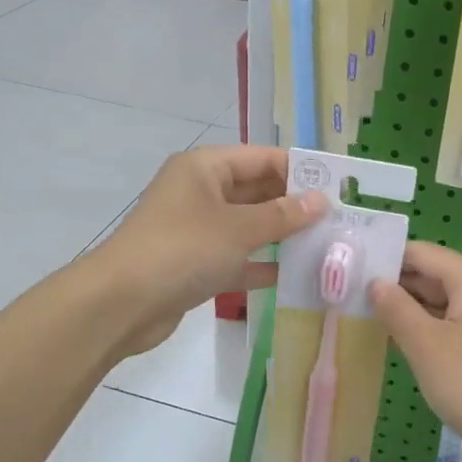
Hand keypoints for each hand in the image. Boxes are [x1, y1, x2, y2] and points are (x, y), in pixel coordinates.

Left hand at [92, 145, 325, 355]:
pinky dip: (262, 264)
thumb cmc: (183, 250)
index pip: (261, 158)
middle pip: (256, 191)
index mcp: (204, 168)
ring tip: (327, 245)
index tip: (338, 187)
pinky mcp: (195, 264)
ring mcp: (196, 230)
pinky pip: (237, 258)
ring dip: (282, 236)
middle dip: (294, 205)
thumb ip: (282, 215)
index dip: (298, 171)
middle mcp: (200, 192)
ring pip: (248, 226)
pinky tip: (296, 275)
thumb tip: (321, 201)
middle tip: (339, 219)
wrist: (122, 303)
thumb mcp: (238, 228)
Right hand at [367, 242, 461, 461]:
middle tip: (344, 291)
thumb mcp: (426, 345)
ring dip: (404, 308)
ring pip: (437, 302)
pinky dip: (421, 328)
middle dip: (391, 283)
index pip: (421, 253)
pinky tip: (392, 339)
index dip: (384, 258)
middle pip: (430, 274)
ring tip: (359, 312)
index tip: (345, 266)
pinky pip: (447, 325)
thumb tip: (375, 283)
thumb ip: (396, 308)